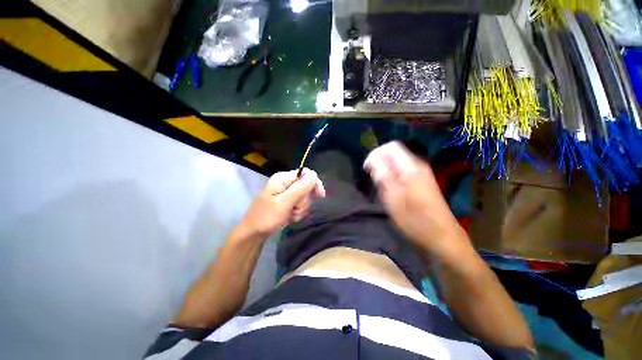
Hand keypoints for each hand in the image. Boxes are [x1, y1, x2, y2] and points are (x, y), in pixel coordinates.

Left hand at [241, 168, 324, 236]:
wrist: (253, 232)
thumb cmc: (266, 217)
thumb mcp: (284, 203)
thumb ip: (300, 188)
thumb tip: (314, 175)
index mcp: (283, 178)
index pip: (306, 174)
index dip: (314, 183)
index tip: (320, 196)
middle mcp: (285, 182)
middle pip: (306, 187)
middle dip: (304, 201)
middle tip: (295, 210)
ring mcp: (285, 192)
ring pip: (304, 197)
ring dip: (301, 208)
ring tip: (291, 215)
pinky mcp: (286, 200)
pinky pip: (299, 204)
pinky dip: (297, 212)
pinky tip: (290, 217)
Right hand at [364, 142, 471, 261]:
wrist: (442, 236)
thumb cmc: (415, 220)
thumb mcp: (393, 199)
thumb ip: (382, 177)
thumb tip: (373, 161)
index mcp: (411, 168)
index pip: (391, 146)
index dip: (375, 153)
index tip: (367, 168)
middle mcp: (418, 165)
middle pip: (394, 152)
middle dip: (380, 161)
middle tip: (372, 178)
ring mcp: (422, 172)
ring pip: (398, 161)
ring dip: (385, 169)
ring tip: (380, 185)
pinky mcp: (423, 180)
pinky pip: (403, 169)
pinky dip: (393, 174)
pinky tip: (390, 188)